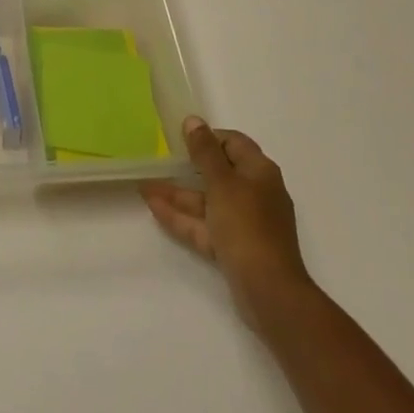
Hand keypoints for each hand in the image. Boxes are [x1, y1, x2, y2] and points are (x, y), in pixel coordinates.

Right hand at [141, 115, 312, 327]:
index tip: (180, 139)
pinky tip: (154, 208)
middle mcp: (255, 193)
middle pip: (218, 172)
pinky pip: (205, 225)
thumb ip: (205, 151)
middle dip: (185, 168)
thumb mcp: (223, 183)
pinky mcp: (234, 246)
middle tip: (158, 161)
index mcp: (259, 172)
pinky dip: (182, 217)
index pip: (233, 142)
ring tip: (144, 187)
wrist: (269, 292)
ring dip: (177, 194)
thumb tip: (193, 120)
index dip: (207, 137)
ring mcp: (244, 222)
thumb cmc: (247, 226)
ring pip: (207, 201)